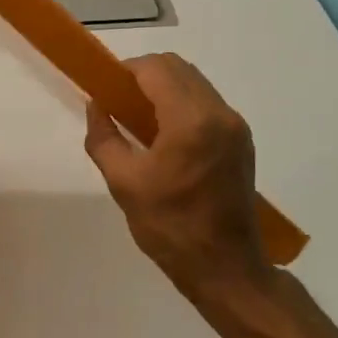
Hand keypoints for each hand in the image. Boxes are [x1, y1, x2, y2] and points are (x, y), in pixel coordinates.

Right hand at [84, 54, 270, 310]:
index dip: (126, 70)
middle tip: (118, 102)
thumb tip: (96, 105)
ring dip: (164, 88)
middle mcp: (219, 114)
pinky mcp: (241, 140)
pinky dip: (181, 104)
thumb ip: (104, 137)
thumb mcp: (123, 183)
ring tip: (138, 119)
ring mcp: (235, 126)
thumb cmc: (170, 227)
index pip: (156, 69)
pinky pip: (206, 104)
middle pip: (177, 68)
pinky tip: (163, 135)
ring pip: (194, 83)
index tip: (105, 88)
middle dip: (144, 75)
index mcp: (191, 121)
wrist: (225, 268)